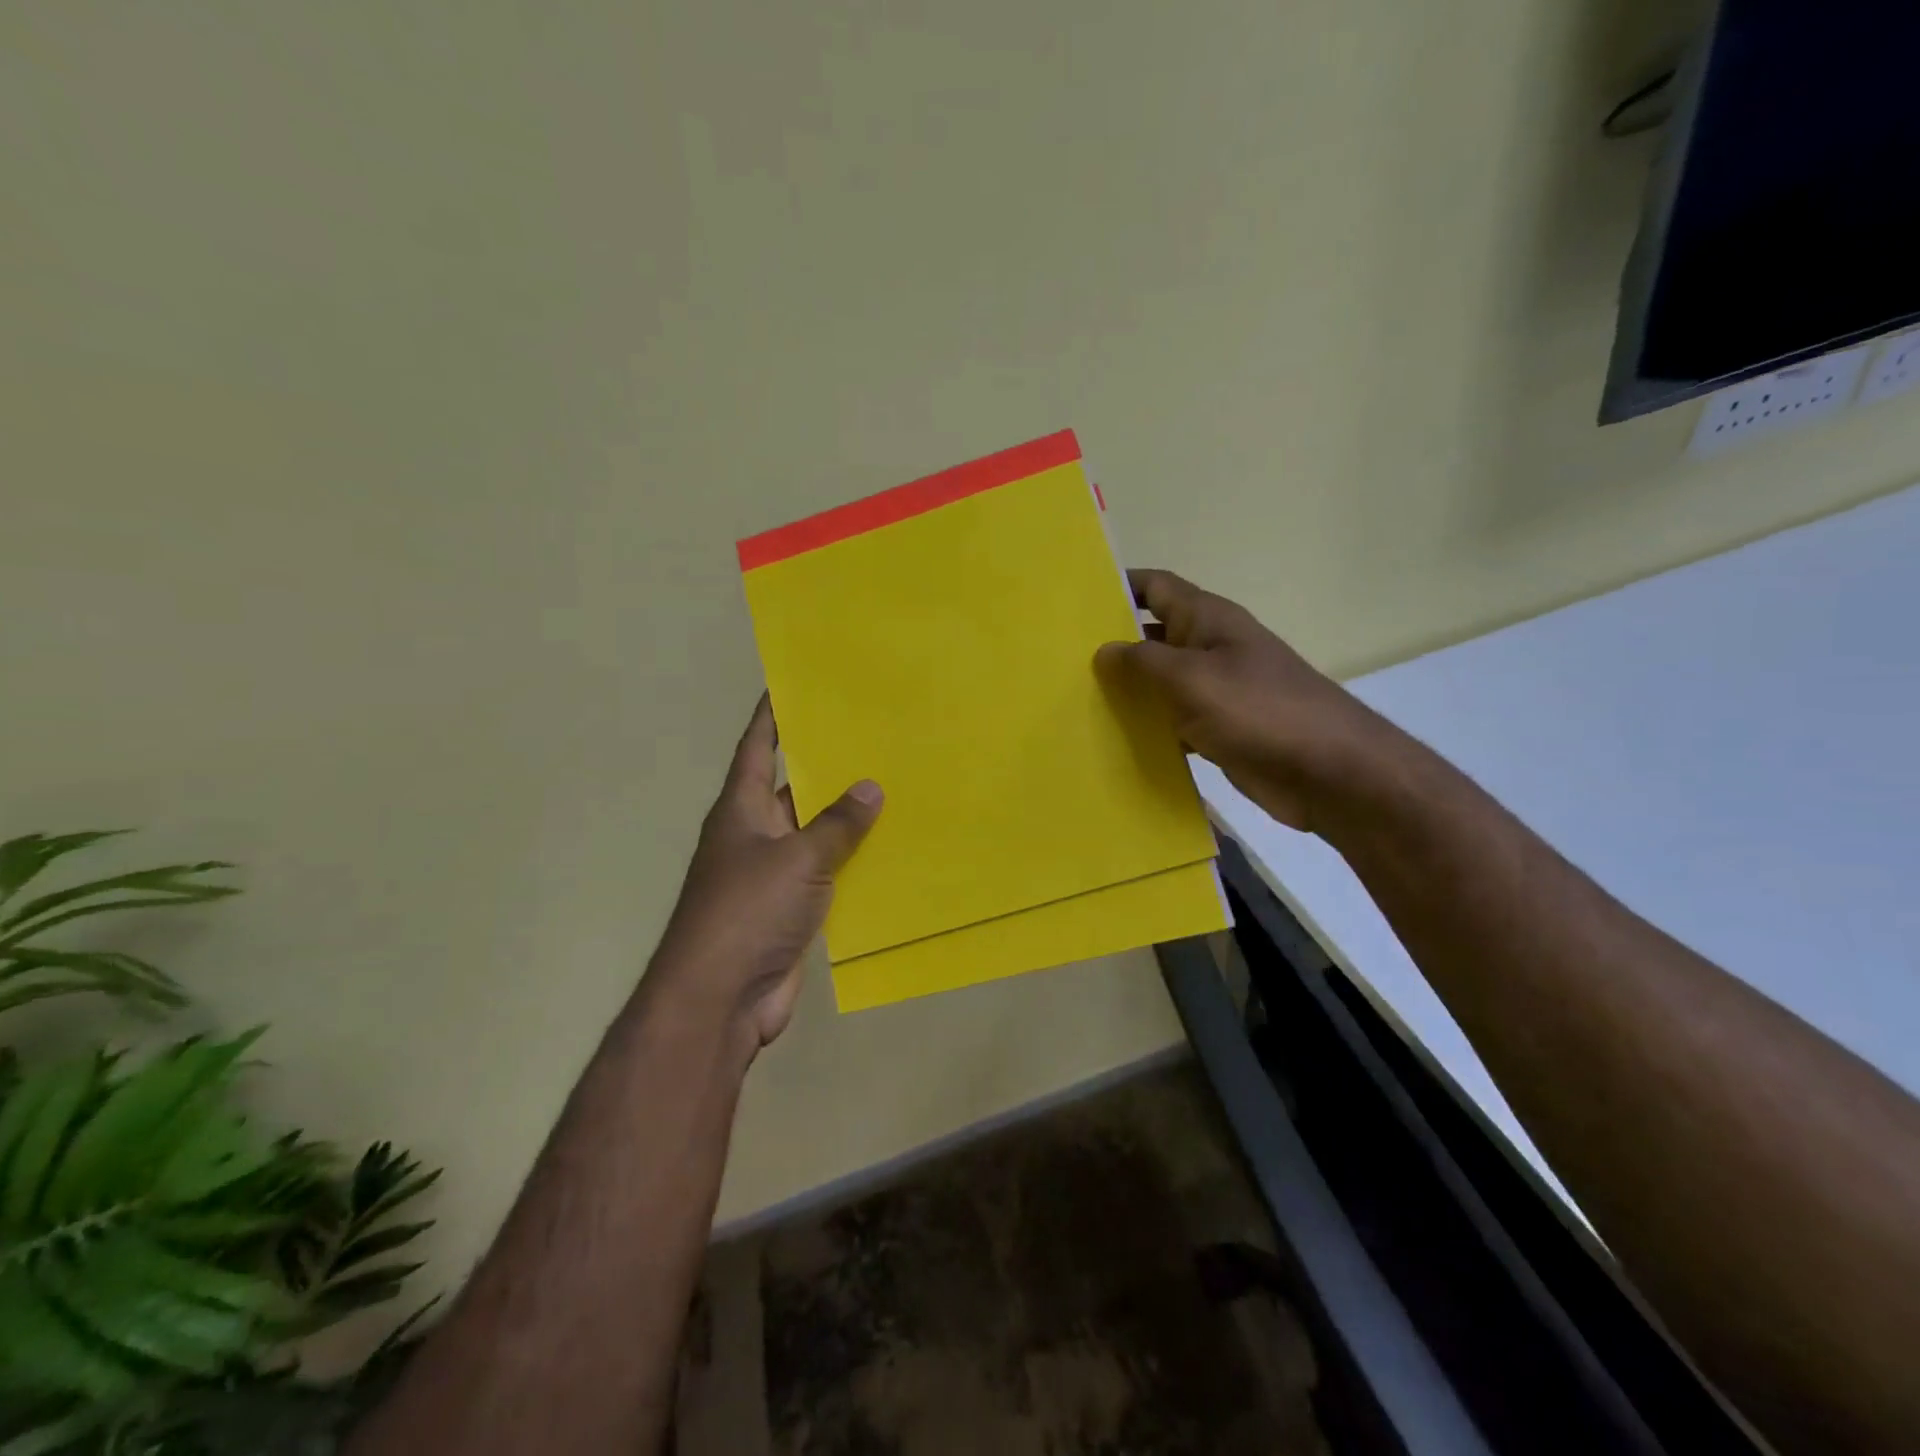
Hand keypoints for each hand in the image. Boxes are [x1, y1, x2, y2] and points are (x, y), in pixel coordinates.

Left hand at [649, 696, 882, 1051]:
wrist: (721, 998)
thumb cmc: (748, 911)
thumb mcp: (797, 858)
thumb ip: (836, 824)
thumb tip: (870, 788)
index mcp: (740, 810)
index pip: (756, 749)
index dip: (771, 717)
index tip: (789, 685)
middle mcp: (754, 835)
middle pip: (791, 789)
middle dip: (826, 766)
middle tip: (871, 736)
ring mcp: (772, 876)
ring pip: (814, 834)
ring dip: (845, 818)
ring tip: (894, 785)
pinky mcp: (791, 910)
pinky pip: (827, 874)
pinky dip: (852, 863)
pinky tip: (889, 850)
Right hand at [1095, 569, 1405, 833]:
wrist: (1329, 772)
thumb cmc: (1259, 710)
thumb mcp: (1192, 678)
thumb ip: (1142, 662)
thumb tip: (1103, 650)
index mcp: (1207, 620)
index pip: (1155, 586)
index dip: (1118, 586)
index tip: (1075, 599)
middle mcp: (1210, 647)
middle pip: (1152, 635)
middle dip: (1112, 644)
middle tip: (1059, 659)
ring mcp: (1216, 690)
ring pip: (1160, 682)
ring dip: (1127, 691)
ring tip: (1074, 700)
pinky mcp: (1219, 729)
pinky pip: (1173, 720)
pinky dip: (1148, 727)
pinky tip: (1114, 740)